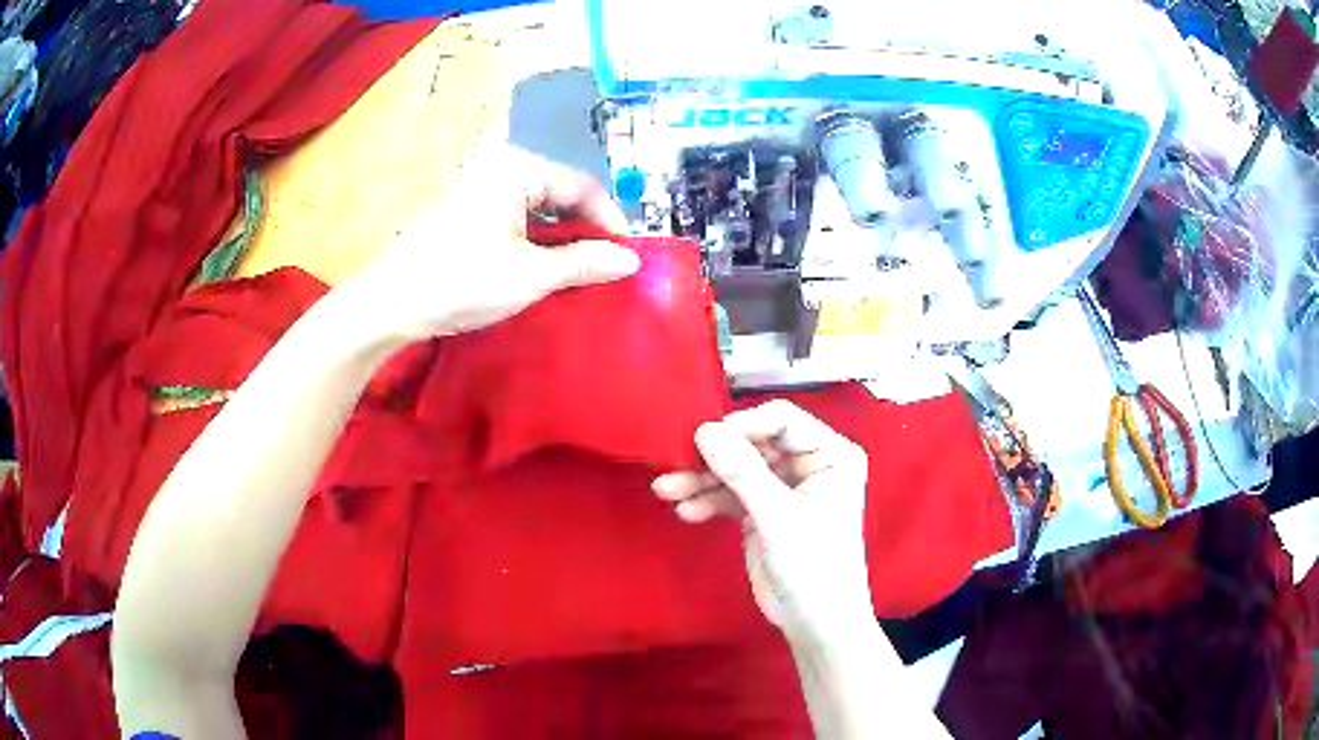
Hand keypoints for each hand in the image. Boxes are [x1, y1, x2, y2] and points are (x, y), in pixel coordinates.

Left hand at [345, 145, 639, 341]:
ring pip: (537, 204)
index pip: (581, 185)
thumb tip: (631, 260)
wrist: (391, 303)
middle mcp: (499, 166)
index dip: (609, 219)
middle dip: (585, 226)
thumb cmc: (461, 283)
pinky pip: (515, 214)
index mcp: (517, 169)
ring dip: (560, 234)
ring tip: (576, 268)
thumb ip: (584, 262)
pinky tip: (540, 263)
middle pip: (560, 191)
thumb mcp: (530, 275)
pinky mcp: (465, 207)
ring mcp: (478, 185)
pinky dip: (534, 237)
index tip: (626, 255)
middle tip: (603, 264)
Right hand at [652, 401, 873, 642]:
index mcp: (831, 454)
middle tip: (675, 465)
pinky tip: (685, 511)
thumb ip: (742, 472)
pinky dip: (708, 501)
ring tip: (666, 490)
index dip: (743, 426)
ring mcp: (784, 487)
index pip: (783, 420)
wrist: (815, 624)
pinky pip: (731, 495)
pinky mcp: (763, 511)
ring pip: (737, 469)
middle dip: (715, 457)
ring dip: (702, 480)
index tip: (704, 439)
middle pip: (754, 444)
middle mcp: (809, 464)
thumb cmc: (814, 566)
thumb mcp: (778, 517)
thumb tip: (703, 430)